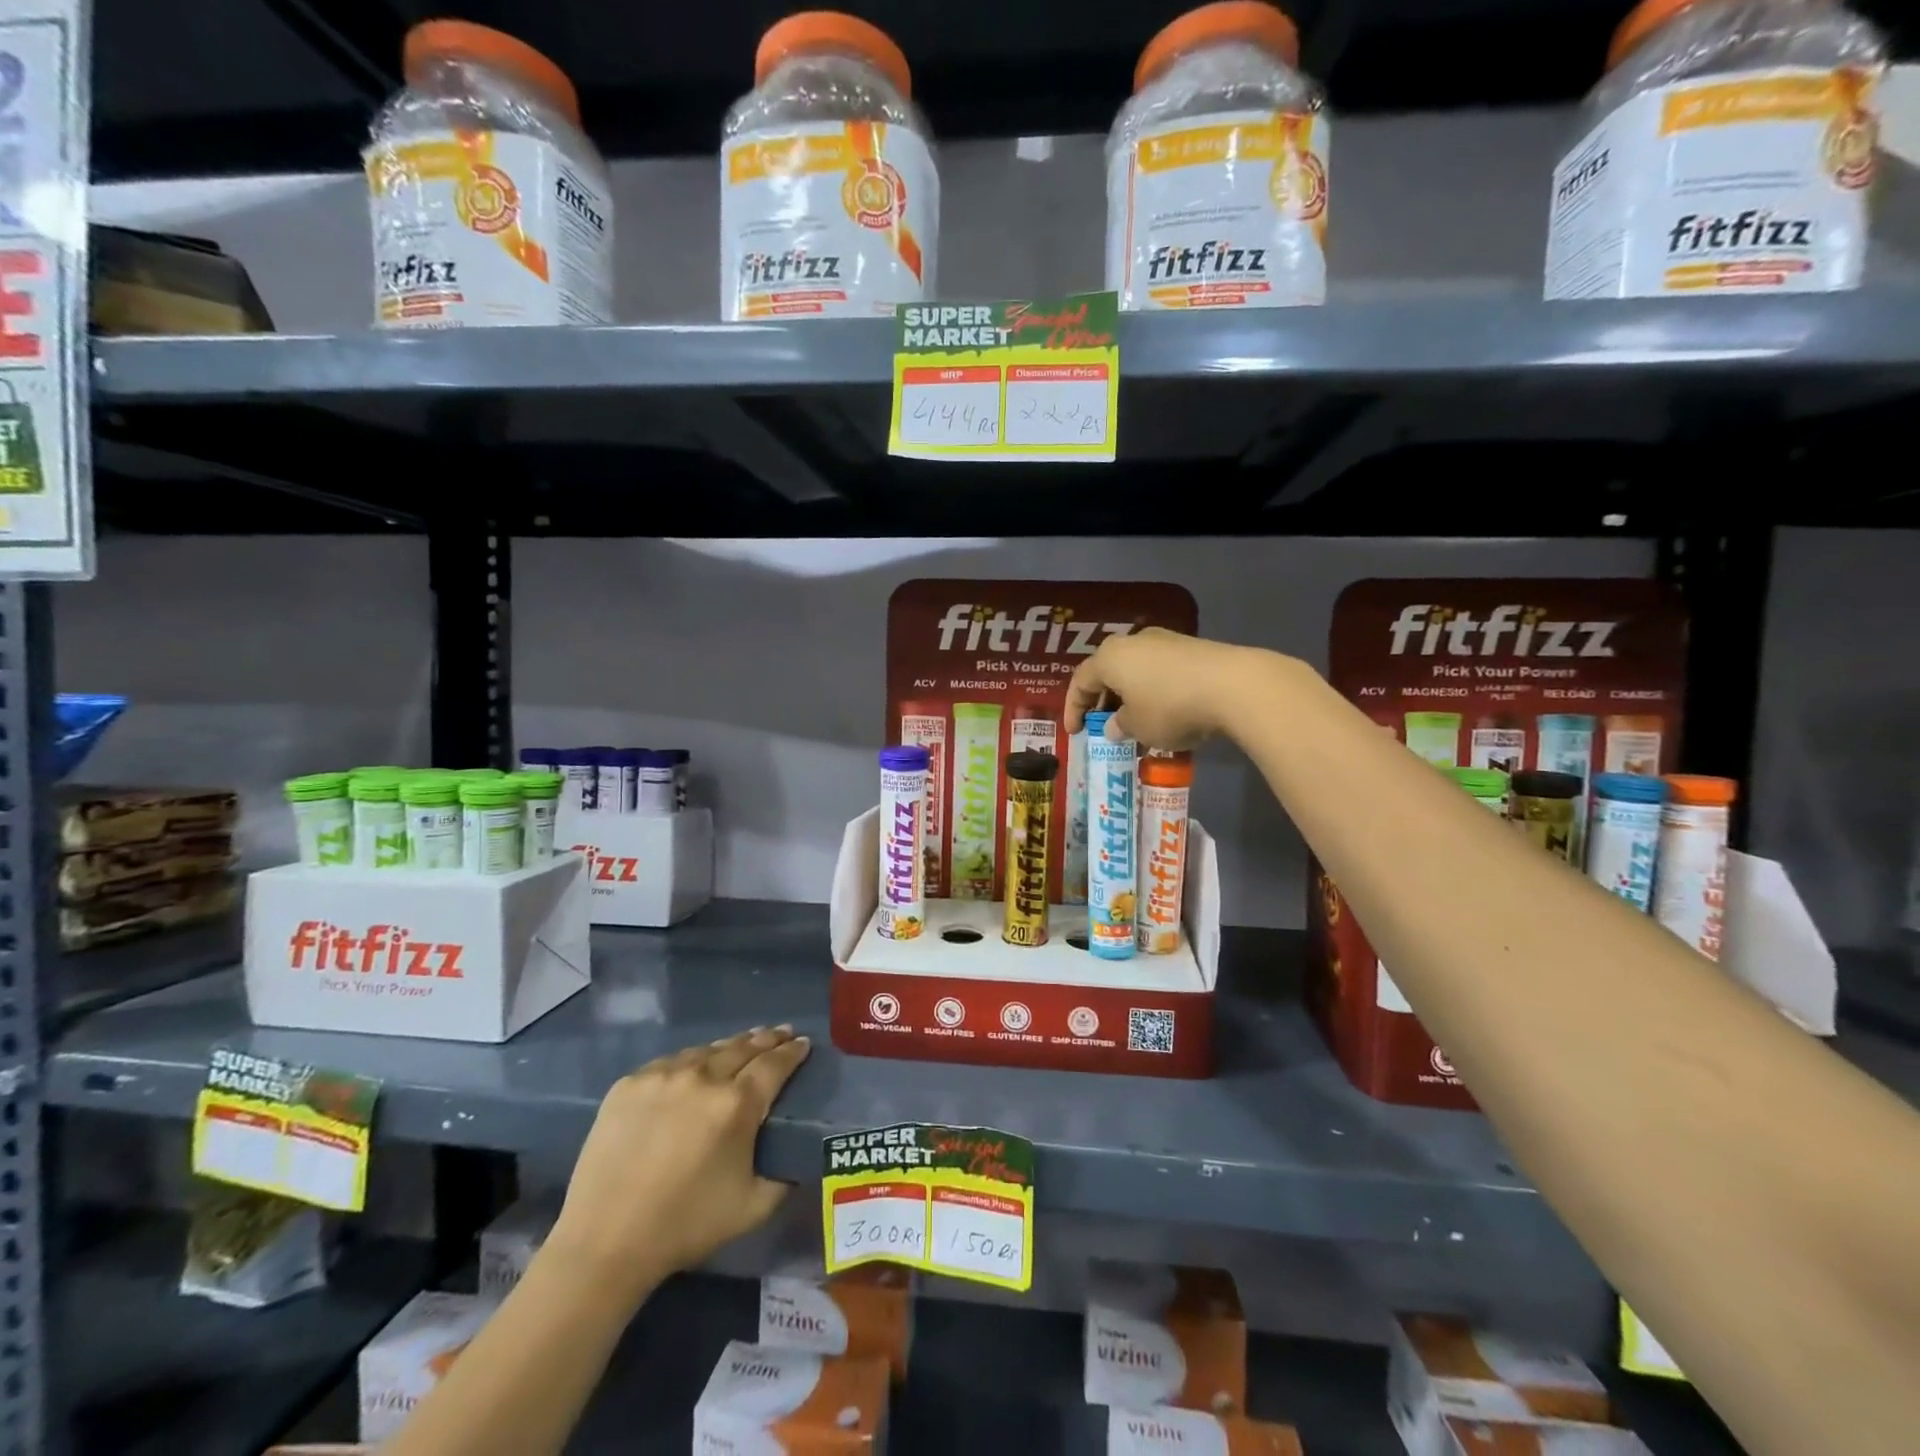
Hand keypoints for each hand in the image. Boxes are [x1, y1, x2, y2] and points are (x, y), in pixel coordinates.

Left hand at [544, 1026, 810, 1306]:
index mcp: (736, 1104)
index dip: (792, 1051)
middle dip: (767, 1038)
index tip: (803, 1042)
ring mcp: (662, 1076)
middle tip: (782, 1032)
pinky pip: (670, 1063)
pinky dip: (690, 1061)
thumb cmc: (685, 1226)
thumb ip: (784, 1178)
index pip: (774, 1063)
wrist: (605, 1242)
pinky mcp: (629, 1084)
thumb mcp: (752, 1208)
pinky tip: (695, 1066)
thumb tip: (797, 1159)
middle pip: (743, 1047)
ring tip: (743, 1043)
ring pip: (706, 1050)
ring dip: (730, 1046)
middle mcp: (703, 1078)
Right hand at [1065, 628, 1260, 749]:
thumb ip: (1120, 725)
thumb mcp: (1138, 727)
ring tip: (1134, 721)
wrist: (1233, 685)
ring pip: (1135, 669)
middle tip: (1102, 724)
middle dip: (1102, 699)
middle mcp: (1132, 642)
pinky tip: (1163, 711)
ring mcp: (1164, 641)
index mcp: (1109, 658)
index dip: (1074, 708)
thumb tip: (1114, 725)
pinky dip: (1153, 690)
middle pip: (1108, 671)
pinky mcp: (1191, 647)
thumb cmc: (1170, 707)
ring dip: (1129, 695)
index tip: (1075, 732)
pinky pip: (1160, 670)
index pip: (1080, 681)